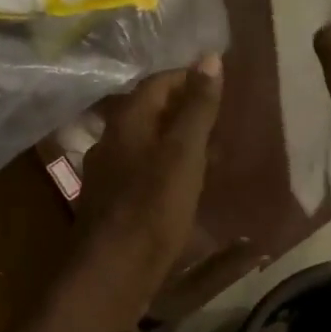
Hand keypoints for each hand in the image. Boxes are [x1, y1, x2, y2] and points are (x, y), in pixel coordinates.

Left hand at [62, 56, 223, 331]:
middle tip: (223, 115)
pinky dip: (168, 167)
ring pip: (147, 142)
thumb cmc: (151, 209)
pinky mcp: (112, 202)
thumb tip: (209, 57)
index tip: (221, 82)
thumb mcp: (183, 154)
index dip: (188, 77)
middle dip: (185, 109)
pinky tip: (188, 185)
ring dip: (177, 140)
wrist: (110, 274)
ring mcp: (108, 173)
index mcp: (126, 121)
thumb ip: (197, 107)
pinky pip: (143, 170)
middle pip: (150, 111)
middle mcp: (111, 140)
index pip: (157, 82)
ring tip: (214, 150)